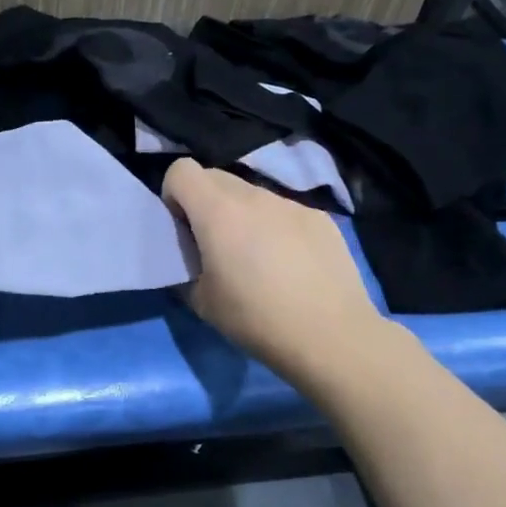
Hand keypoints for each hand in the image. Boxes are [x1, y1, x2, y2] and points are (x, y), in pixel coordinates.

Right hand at [161, 158, 385, 388]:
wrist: (331, 336)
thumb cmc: (256, 319)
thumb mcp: (202, 302)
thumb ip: (185, 268)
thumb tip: (189, 258)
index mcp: (218, 211)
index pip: (181, 170)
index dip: (173, 194)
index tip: (182, 227)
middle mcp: (254, 196)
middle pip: (215, 177)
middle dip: (205, 203)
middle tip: (213, 244)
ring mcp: (291, 204)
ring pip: (252, 195)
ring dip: (242, 215)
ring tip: (256, 259)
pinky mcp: (319, 218)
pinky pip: (283, 212)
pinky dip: (275, 228)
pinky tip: (290, 266)